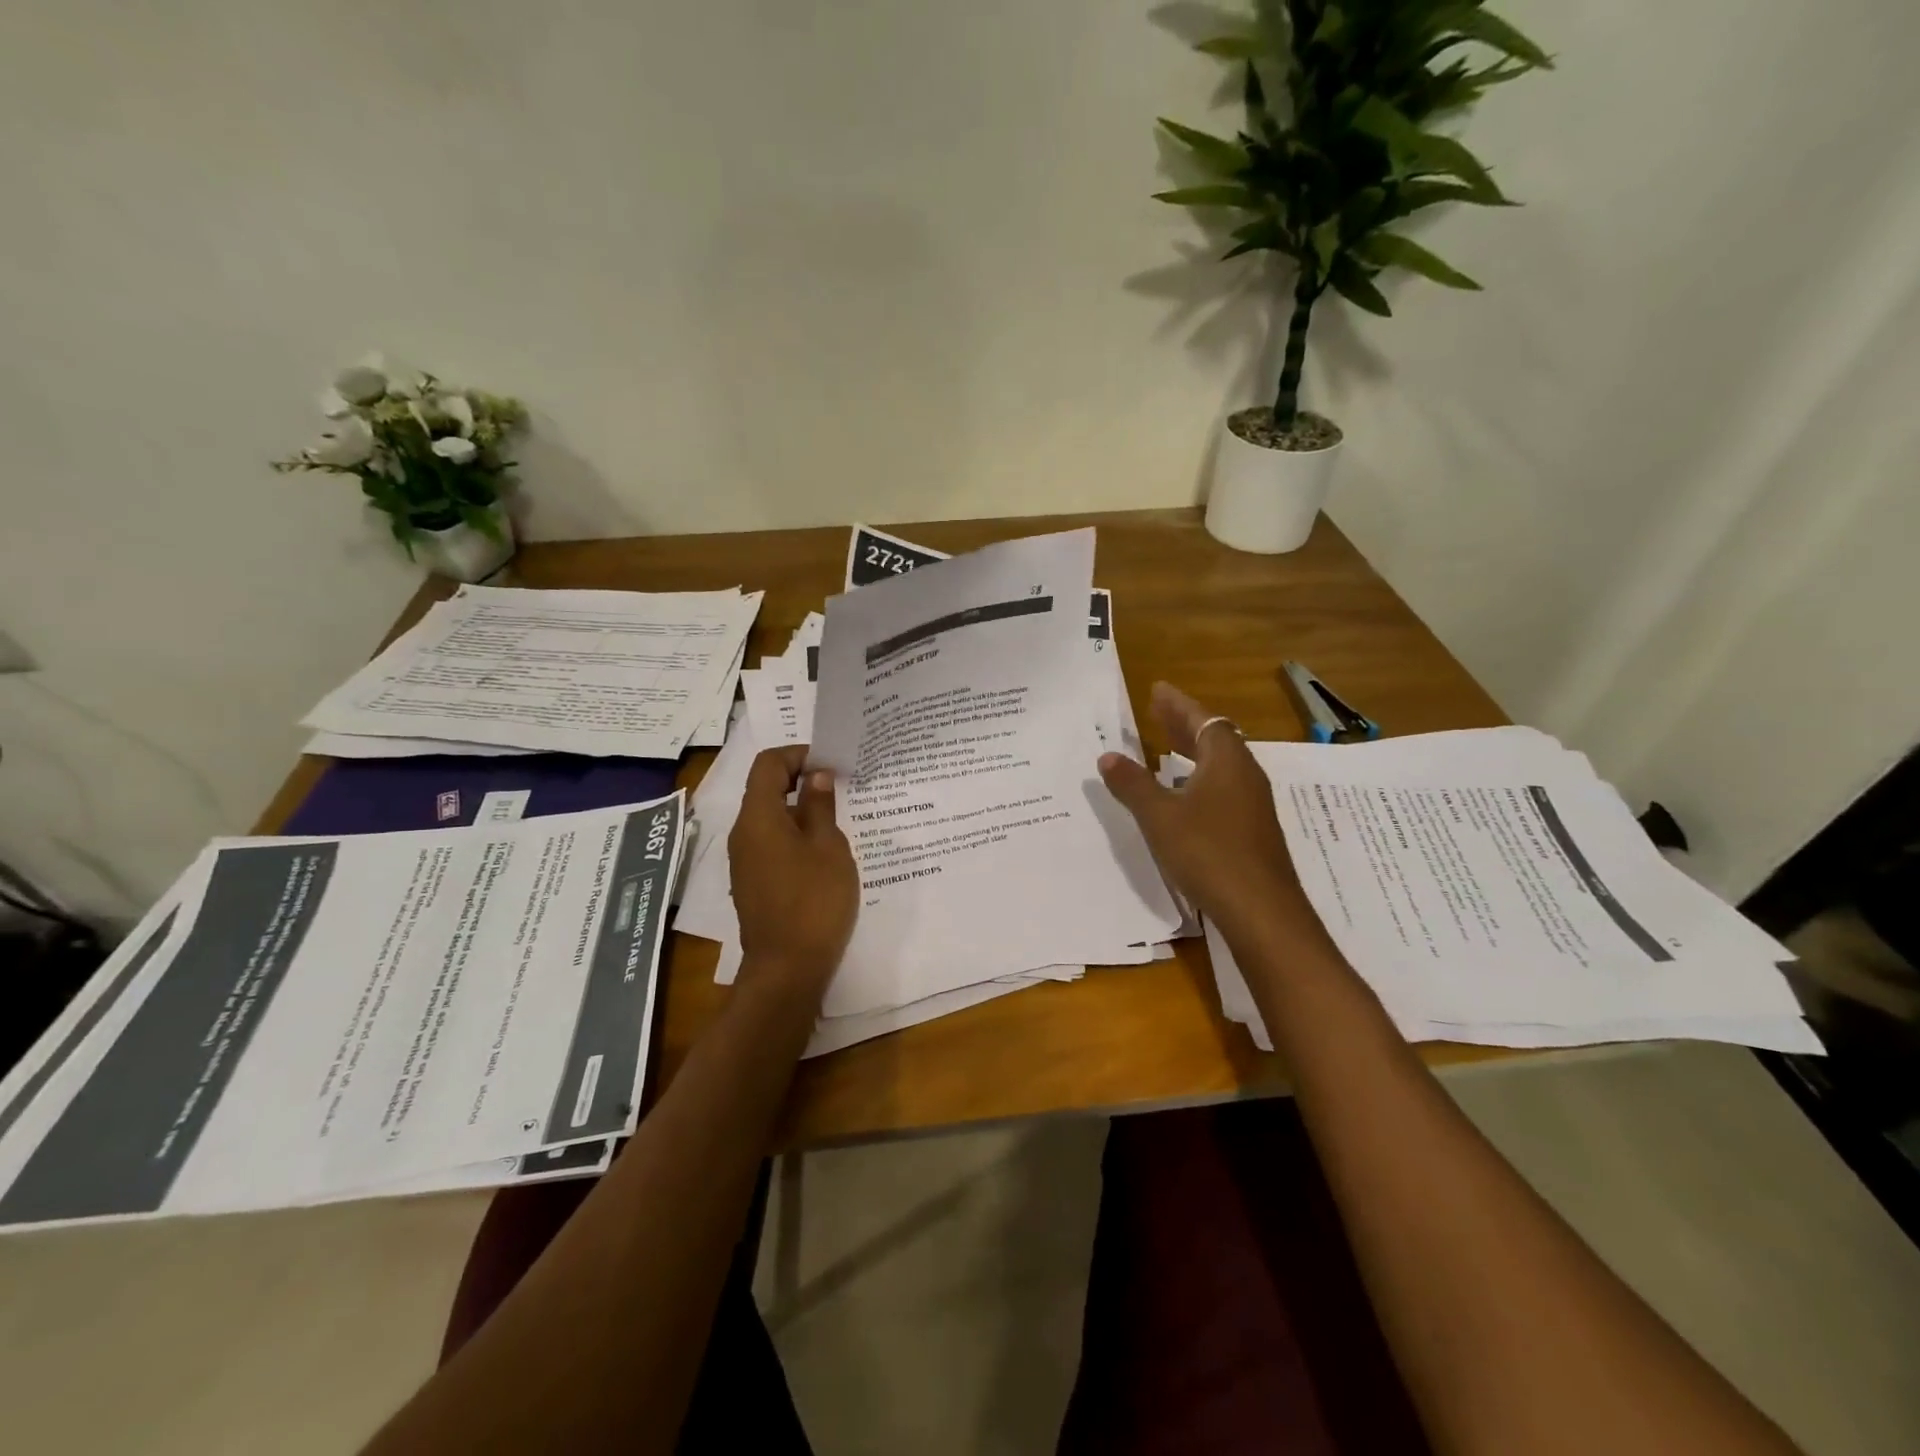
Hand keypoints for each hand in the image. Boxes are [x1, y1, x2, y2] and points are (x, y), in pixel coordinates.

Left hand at [728, 746, 858, 1002]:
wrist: (787, 968)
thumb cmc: (814, 901)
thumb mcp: (828, 847)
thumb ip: (820, 806)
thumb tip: (816, 776)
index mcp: (758, 817)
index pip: (768, 763)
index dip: (797, 754)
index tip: (830, 762)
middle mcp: (742, 832)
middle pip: (764, 788)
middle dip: (800, 779)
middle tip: (839, 785)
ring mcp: (744, 859)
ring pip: (768, 816)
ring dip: (798, 807)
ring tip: (836, 816)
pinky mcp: (752, 881)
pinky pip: (769, 841)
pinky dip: (792, 833)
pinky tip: (822, 849)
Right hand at [1097, 682, 1307, 939]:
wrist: (1261, 909)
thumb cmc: (1207, 852)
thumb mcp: (1159, 817)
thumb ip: (1133, 785)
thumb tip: (1108, 757)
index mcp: (1225, 761)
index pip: (1202, 720)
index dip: (1177, 705)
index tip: (1157, 690)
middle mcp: (1245, 775)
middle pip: (1214, 738)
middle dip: (1184, 724)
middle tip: (1158, 713)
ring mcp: (1253, 803)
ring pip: (1221, 764)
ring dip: (1193, 752)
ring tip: (1167, 749)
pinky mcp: (1254, 829)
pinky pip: (1225, 787)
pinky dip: (1202, 778)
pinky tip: (1186, 796)